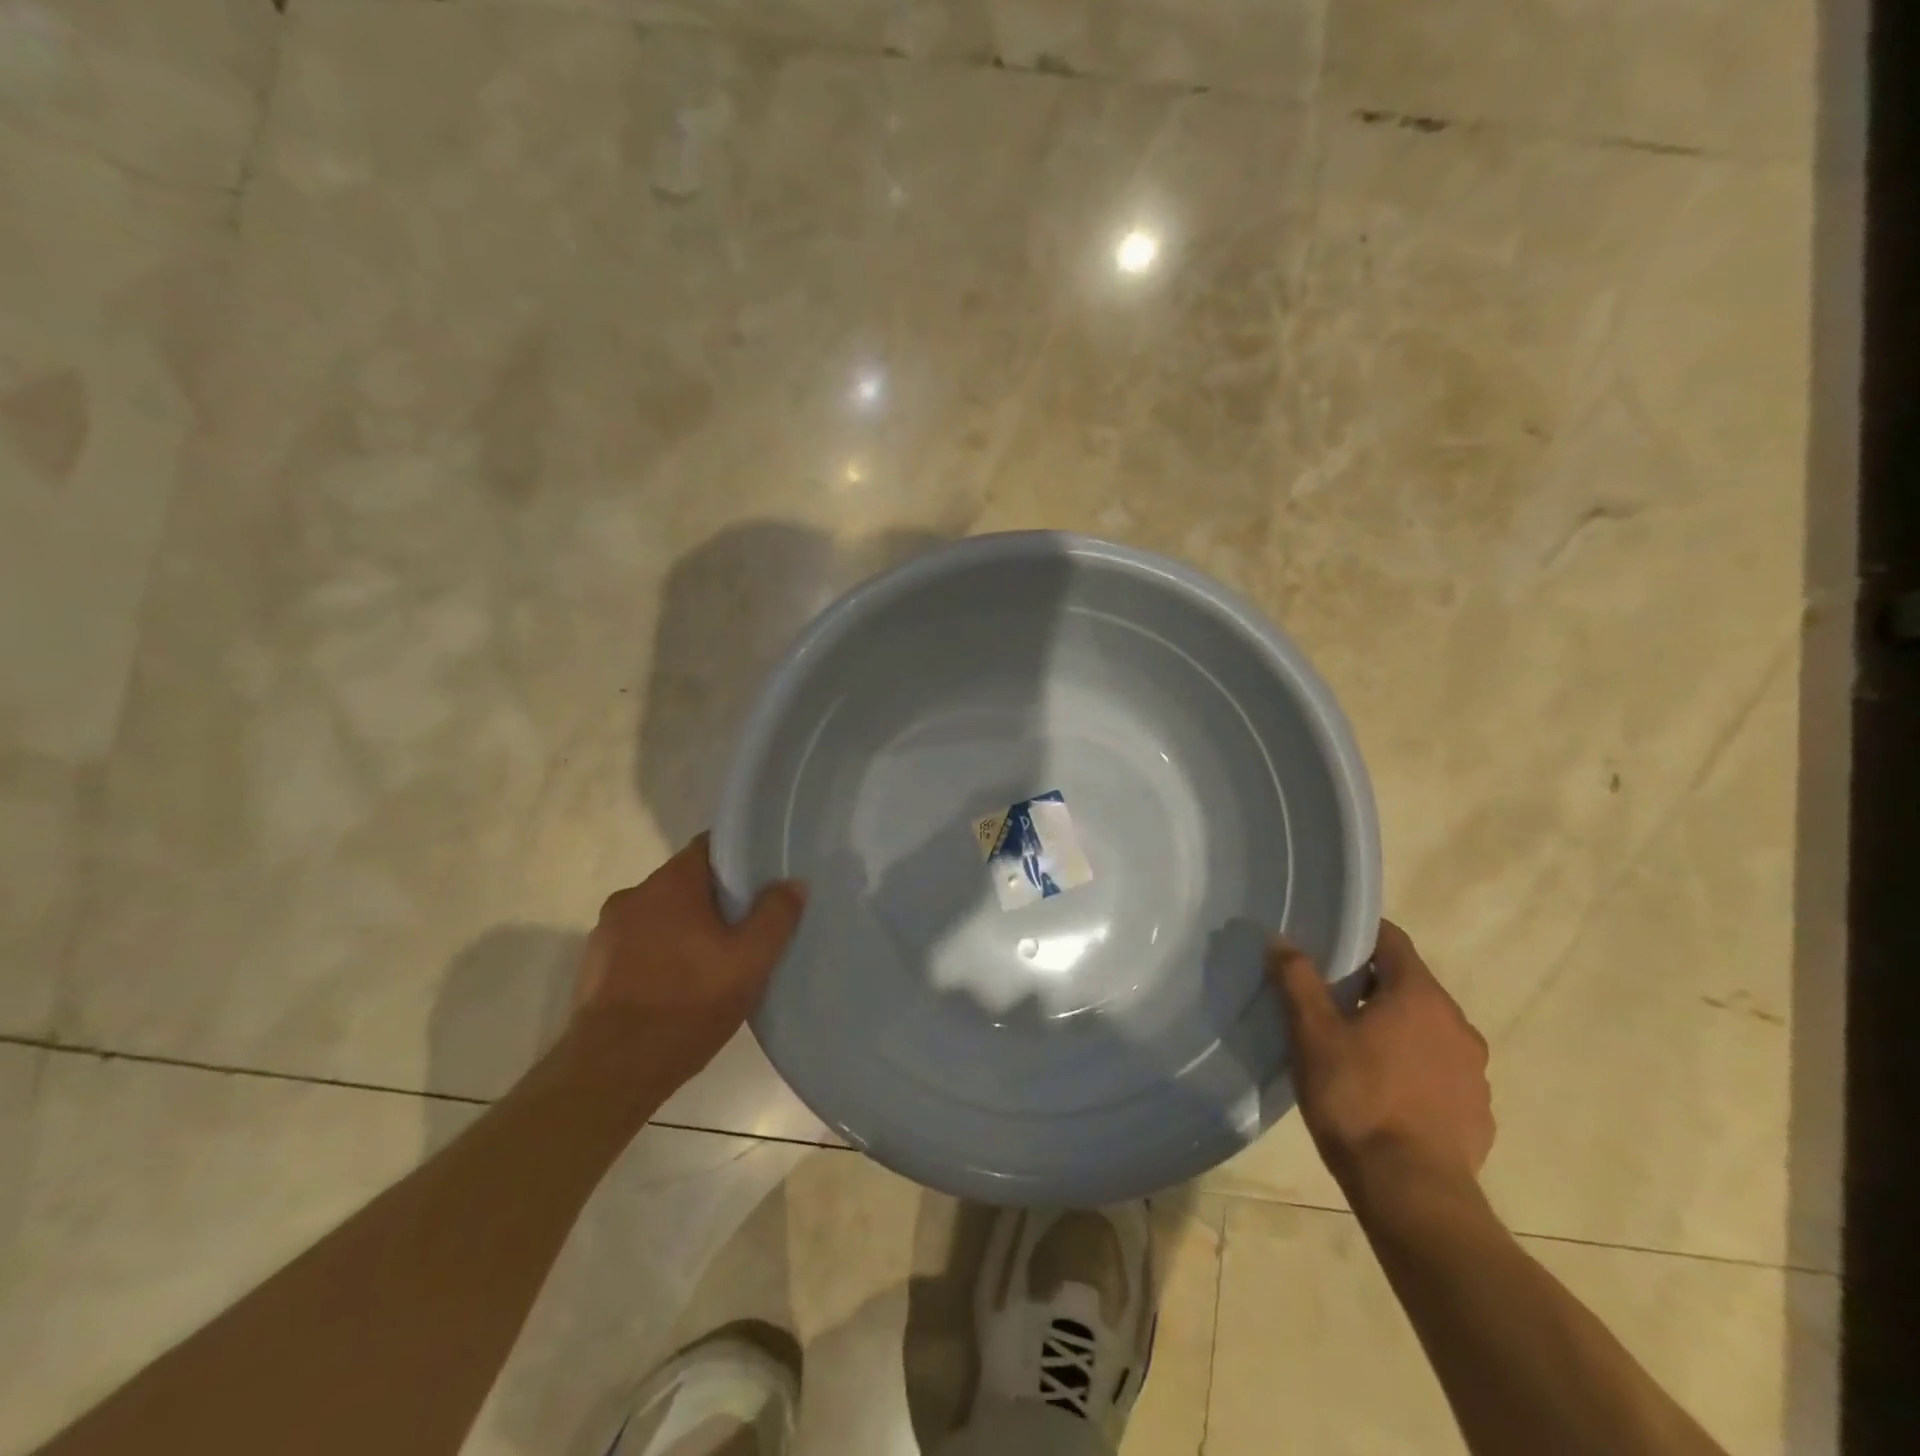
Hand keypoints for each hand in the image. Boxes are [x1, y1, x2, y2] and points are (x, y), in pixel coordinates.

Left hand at [567, 834, 805, 1094]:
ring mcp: (607, 931)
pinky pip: (638, 945)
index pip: (709, 847)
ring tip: (713, 960)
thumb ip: (775, 916)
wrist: (613, 1070)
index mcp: (670, 883)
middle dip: (714, 899)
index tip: (761, 877)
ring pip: (660, 915)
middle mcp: (633, 895)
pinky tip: (679, 985)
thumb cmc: (689, 1003)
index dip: (738, 858)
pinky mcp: (594, 966)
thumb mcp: (750, 961)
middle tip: (745, 924)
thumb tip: (792, 883)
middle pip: (685, 882)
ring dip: (684, 928)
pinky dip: (659, 954)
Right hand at [1269, 921, 1494, 1205]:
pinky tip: (1384, 1092)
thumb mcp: (1312, 1034)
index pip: (1391, 940)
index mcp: (1419, 996)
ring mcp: (1473, 1070)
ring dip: (1395, 1027)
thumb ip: (1297, 979)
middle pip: (1409, 984)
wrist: (1411, 1193)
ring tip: (1354, 1048)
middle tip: (1328, 998)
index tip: (1326, 942)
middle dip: (1370, 984)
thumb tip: (1281, 940)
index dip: (1358, 934)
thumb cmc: (1356, 1099)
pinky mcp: (1477, 1110)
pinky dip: (1414, 1067)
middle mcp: (1457, 1024)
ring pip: (1426, 1029)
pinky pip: (1441, 1070)